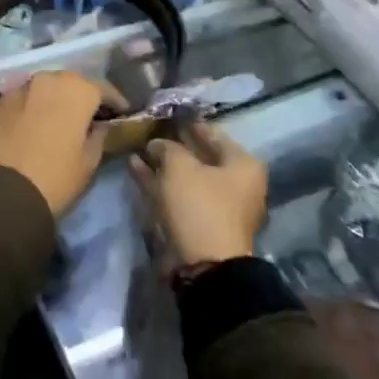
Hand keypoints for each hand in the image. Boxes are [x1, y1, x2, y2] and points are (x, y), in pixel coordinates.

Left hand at [0, 71, 120, 216]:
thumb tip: (99, 126)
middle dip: (80, 97)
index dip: (114, 101)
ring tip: (56, 121)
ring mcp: (17, 89)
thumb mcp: (89, 162)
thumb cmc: (56, 177)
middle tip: (87, 116)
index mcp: (76, 90)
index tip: (121, 113)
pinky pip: (19, 102)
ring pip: (42, 89)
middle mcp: (46, 79)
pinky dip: (28, 110)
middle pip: (70, 83)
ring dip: (51, 101)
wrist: (2, 194)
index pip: (103, 88)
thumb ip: (99, 136)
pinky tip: (29, 129)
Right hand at [129, 123, 267, 267]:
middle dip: (174, 144)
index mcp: (242, 166)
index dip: (190, 122)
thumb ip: (166, 148)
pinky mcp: (198, 223)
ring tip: (137, 147)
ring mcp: (216, 206)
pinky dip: (158, 182)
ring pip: (185, 177)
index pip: (214, 134)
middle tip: (151, 128)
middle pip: (200, 156)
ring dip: (162, 163)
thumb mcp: (180, 166)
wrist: (204, 266)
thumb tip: (157, 144)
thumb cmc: (200, 205)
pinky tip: (135, 167)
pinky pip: (177, 194)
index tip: (169, 111)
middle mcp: (235, 184)